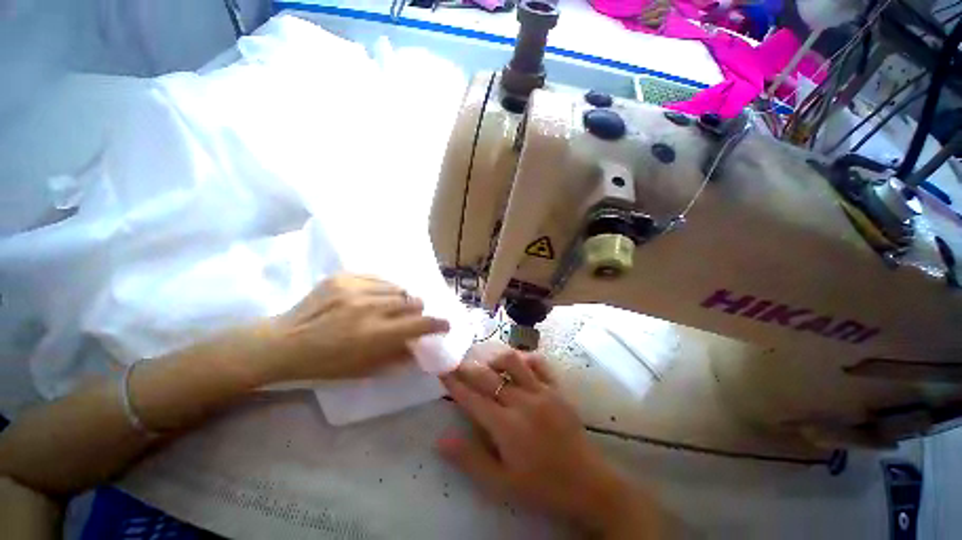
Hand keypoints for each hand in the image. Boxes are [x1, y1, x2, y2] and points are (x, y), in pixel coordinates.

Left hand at [256, 274, 449, 382]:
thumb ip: (397, 358)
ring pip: (398, 288)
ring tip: (392, 306)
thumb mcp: (364, 370)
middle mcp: (370, 308)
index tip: (444, 324)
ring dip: (401, 299)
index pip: (420, 323)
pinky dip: (384, 288)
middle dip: (418, 311)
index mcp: (376, 335)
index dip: (438, 324)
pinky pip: (379, 278)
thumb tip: (420, 348)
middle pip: (412, 301)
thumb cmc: (325, 364)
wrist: (283, 342)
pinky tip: (376, 296)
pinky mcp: (344, 277)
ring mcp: (356, 289)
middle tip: (412, 317)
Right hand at [438, 345, 657, 535]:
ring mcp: (542, 392)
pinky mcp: (557, 389)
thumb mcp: (501, 483)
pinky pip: (540, 364)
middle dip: (469, 368)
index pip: (472, 398)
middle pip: (489, 377)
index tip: (442, 370)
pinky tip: (519, 364)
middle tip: (457, 362)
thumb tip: (441, 439)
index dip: (455, 383)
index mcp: (506, 426)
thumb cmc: (541, 486)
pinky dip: (526, 359)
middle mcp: (522, 402)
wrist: (587, 483)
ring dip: (496, 359)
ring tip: (488, 366)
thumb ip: (470, 460)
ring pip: (514, 362)